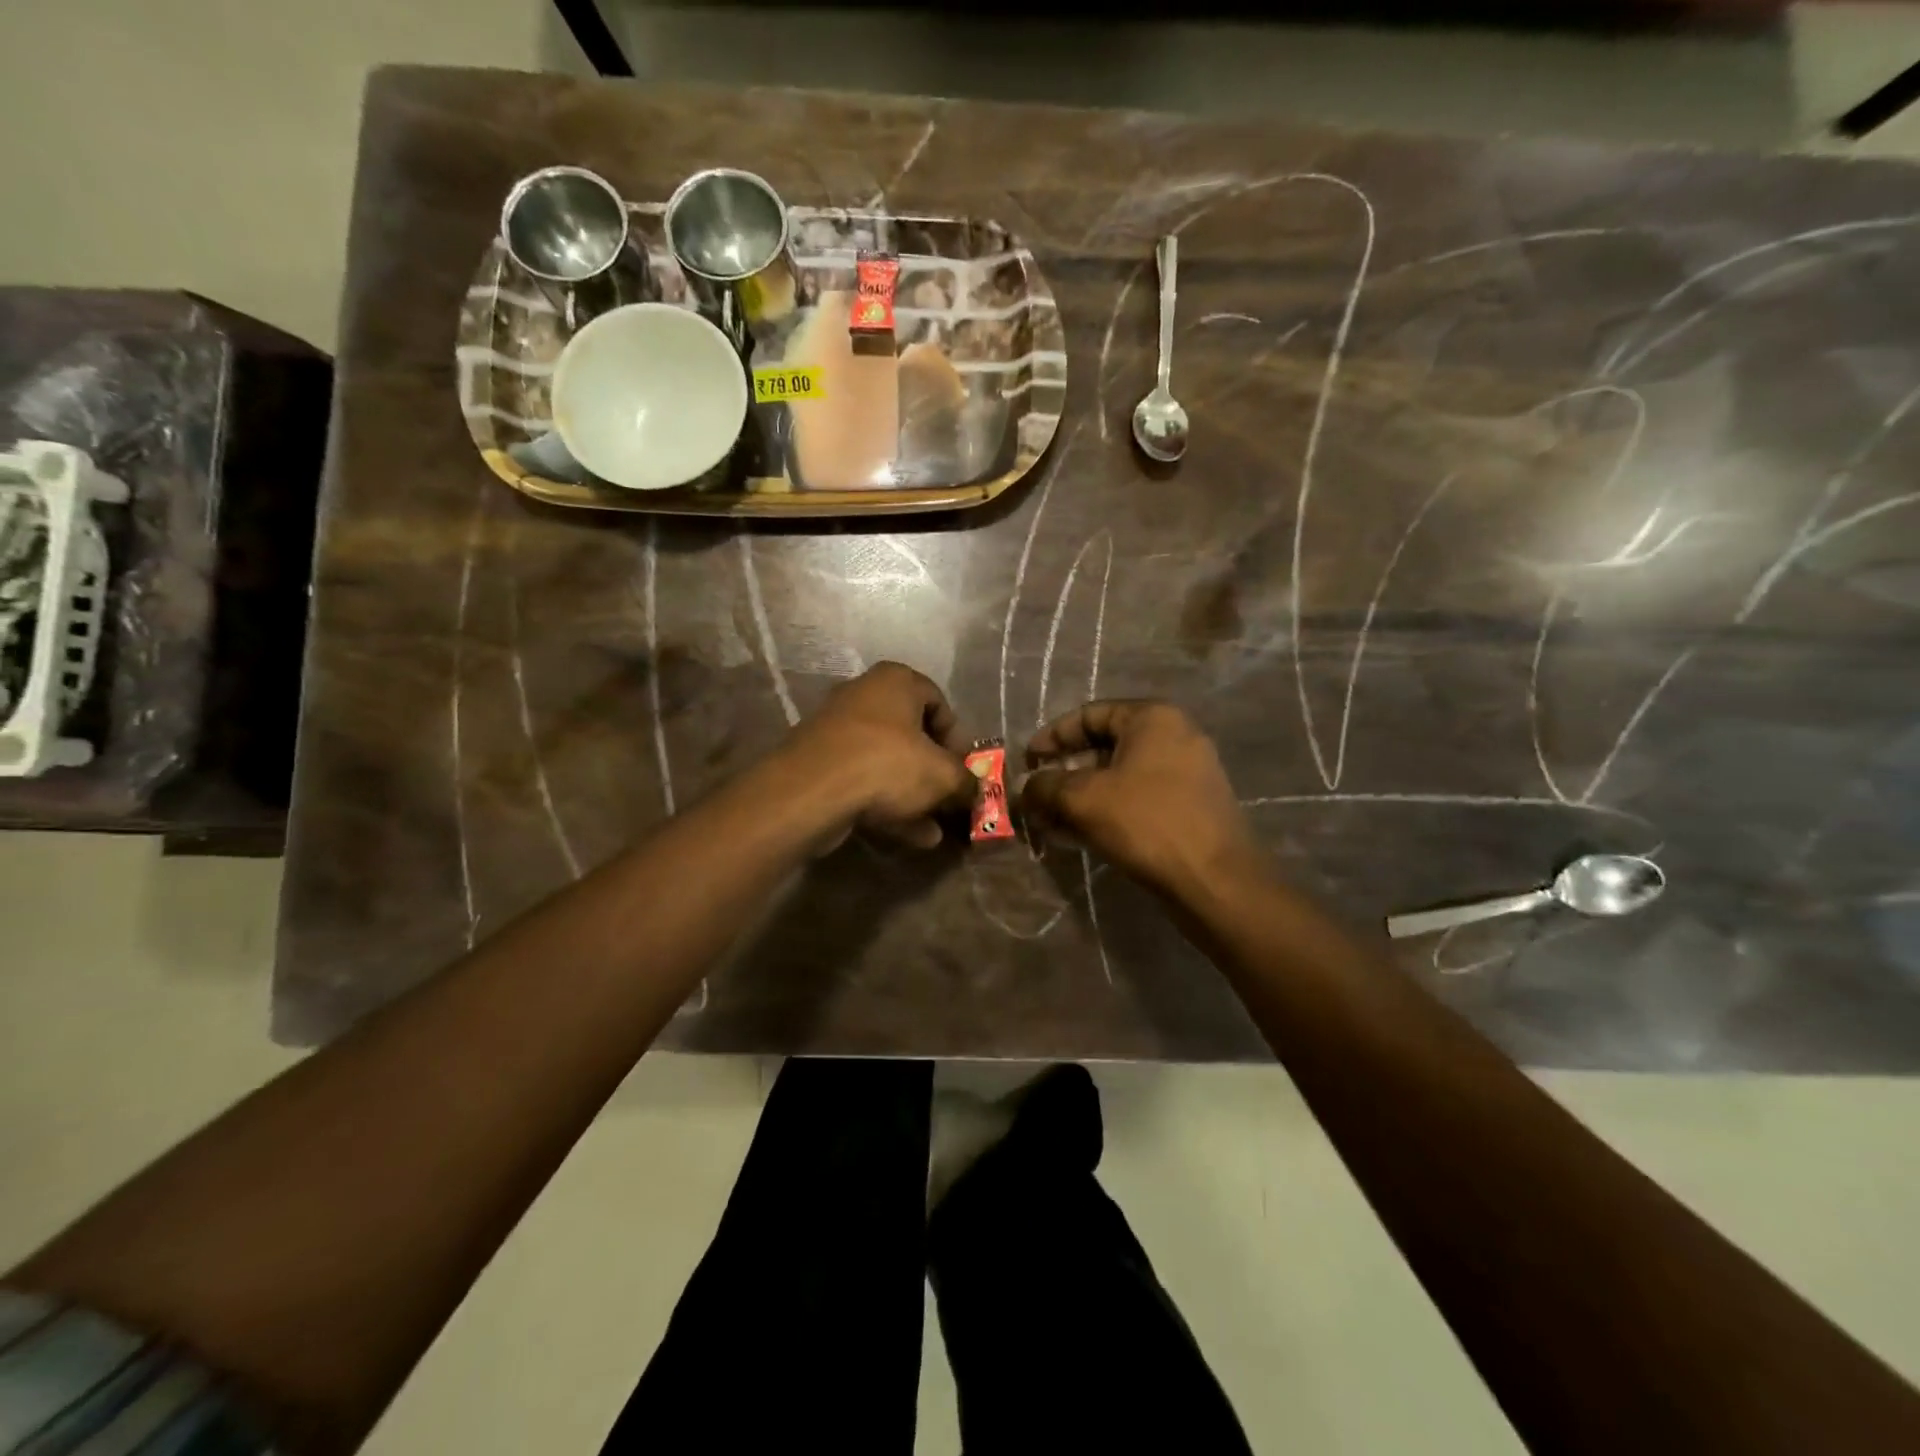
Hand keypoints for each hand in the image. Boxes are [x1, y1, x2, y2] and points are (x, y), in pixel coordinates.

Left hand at [772, 662, 975, 849]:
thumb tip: (976, 792)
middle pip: (911, 735)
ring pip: (887, 763)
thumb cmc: (887, 765)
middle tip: (949, 801)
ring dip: (913, 796)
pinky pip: (863, 781)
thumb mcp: (943, 776)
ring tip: (935, 830)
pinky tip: (912, 837)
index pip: (939, 702)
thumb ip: (966, 782)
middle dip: (934, 773)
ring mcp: (836, 730)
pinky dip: (887, 805)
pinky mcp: (819, 763)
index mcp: (895, 681)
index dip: (957, 739)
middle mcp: (864, 695)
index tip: (964, 770)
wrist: (811, 791)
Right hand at [1021, 700, 1261, 894]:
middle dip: (1063, 773)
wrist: (1215, 881)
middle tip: (1036, 798)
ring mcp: (1186, 773)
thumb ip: (1045, 786)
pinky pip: (1137, 799)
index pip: (1089, 714)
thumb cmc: (1147, 824)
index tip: (1027, 762)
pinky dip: (1106, 811)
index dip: (1052, 737)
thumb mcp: (1083, 799)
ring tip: (1050, 823)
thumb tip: (1025, 787)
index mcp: (1152, 718)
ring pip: (1119, 777)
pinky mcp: (1189, 807)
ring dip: (1080, 797)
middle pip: (1103, 746)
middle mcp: (1174, 736)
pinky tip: (1078, 837)